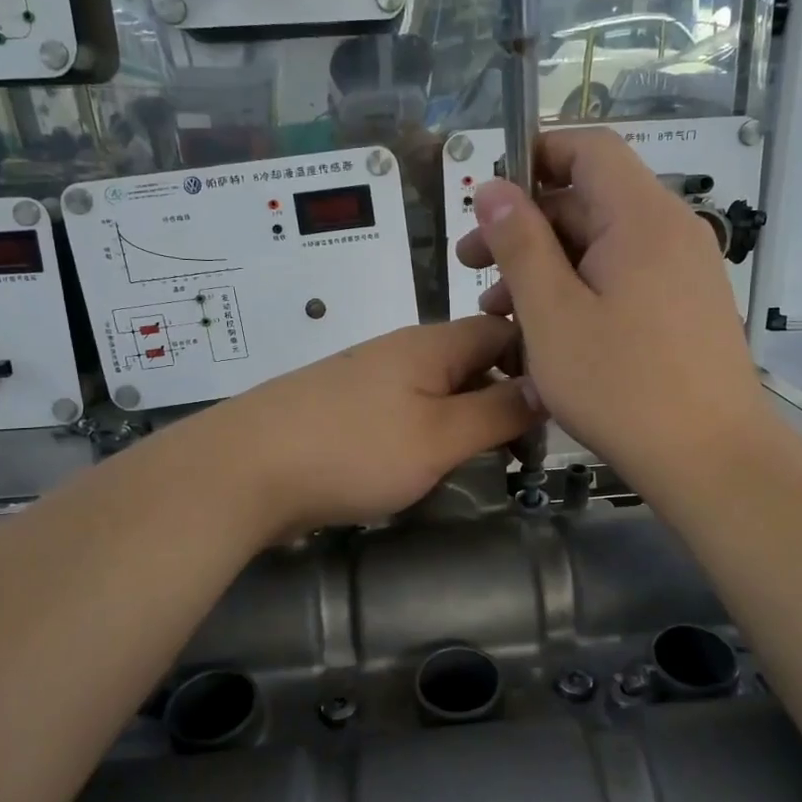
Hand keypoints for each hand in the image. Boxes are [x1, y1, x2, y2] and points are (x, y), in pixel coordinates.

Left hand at [210, 316, 538, 535]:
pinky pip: (404, 412)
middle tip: (523, 453)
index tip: (557, 411)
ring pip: (437, 390)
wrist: (243, 471)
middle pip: (471, 361)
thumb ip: (496, 412)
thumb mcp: (440, 436)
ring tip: (482, 464)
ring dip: (466, 421)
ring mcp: (367, 379)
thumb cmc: (353, 450)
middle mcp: (400, 351)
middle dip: (503, 400)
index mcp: (430, 344)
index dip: (536, 362)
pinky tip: (425, 466)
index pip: (502, 330)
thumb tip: (545, 386)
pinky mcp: (343, 410)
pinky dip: (428, 434)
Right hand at [454, 127, 770, 491]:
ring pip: (603, 248)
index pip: (589, 149)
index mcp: (642, 218)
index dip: (535, 157)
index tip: (487, 199)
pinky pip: (624, 280)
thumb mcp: (552, 314)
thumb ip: (519, 244)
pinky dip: (580, 292)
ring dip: (547, 267)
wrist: (712, 459)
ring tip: (499, 313)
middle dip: (525, 227)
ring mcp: (684, 273)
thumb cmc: (621, 385)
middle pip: (591, 201)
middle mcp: (671, 232)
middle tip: (472, 268)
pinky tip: (547, 334)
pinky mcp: (686, 309)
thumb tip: (492, 187)